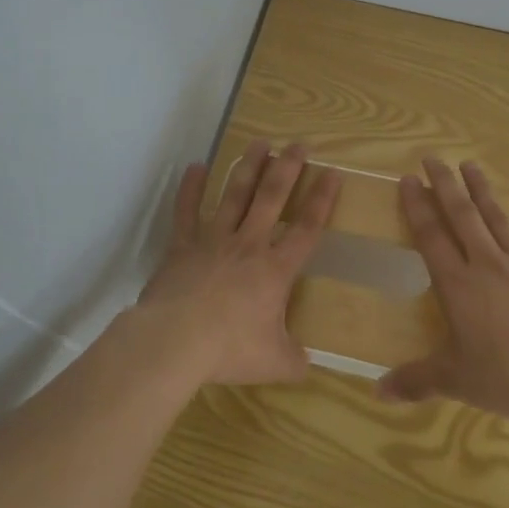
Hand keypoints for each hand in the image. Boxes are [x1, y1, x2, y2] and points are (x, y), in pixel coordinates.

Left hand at [132, 140, 340, 387]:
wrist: (176, 340)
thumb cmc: (229, 349)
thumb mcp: (274, 363)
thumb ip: (295, 360)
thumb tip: (307, 363)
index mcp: (275, 270)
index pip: (306, 229)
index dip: (322, 200)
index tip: (332, 173)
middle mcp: (248, 245)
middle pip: (272, 198)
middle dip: (287, 169)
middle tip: (298, 144)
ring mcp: (213, 240)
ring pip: (234, 195)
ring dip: (248, 168)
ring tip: (259, 143)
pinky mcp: (182, 245)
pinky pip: (186, 211)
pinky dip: (191, 188)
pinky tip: (196, 166)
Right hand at [378, 157, 508, 426]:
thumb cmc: (508, 379)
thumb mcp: (455, 382)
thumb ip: (415, 380)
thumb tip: (376, 391)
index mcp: (458, 285)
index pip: (431, 236)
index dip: (417, 206)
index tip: (408, 179)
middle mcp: (487, 266)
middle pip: (462, 217)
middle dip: (445, 186)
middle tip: (433, 158)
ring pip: (498, 220)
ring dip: (483, 192)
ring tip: (470, 166)